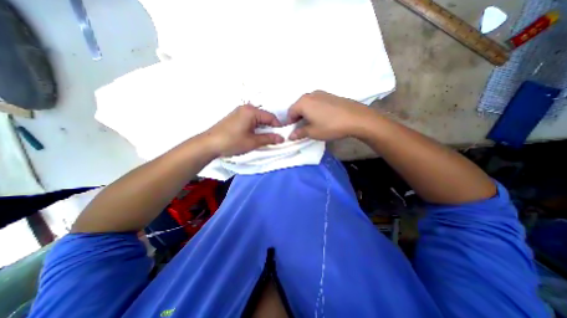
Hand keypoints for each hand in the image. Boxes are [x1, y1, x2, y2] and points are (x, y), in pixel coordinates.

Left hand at [202, 104, 282, 155]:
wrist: (209, 144)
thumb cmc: (233, 142)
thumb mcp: (253, 142)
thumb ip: (269, 138)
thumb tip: (282, 138)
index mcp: (251, 111)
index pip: (271, 117)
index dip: (278, 127)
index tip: (282, 136)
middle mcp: (246, 108)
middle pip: (264, 117)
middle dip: (271, 127)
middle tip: (275, 138)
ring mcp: (239, 112)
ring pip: (257, 119)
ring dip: (263, 128)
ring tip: (265, 138)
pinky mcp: (235, 117)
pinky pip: (250, 120)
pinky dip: (255, 127)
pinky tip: (255, 135)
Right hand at [288, 92, 375, 141]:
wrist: (356, 118)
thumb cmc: (330, 126)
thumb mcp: (313, 132)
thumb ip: (299, 133)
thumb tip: (290, 136)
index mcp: (303, 102)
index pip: (290, 112)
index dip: (290, 122)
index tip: (293, 131)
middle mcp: (310, 95)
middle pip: (299, 106)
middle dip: (298, 117)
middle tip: (302, 128)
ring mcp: (321, 93)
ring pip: (308, 104)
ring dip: (306, 113)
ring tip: (312, 123)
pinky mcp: (330, 95)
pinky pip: (317, 102)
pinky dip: (315, 110)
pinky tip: (322, 118)